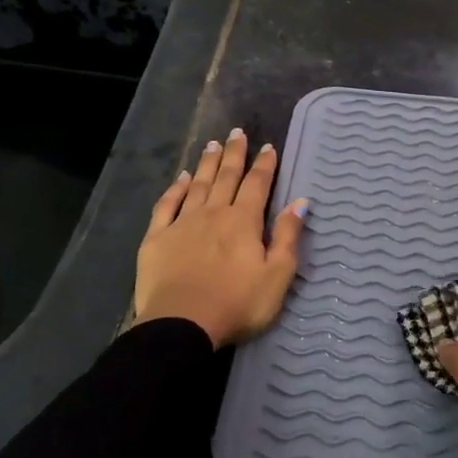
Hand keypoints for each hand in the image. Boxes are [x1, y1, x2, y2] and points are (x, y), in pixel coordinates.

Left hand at [134, 129, 305, 348]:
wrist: (182, 325)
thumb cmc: (237, 304)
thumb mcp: (277, 276)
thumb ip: (288, 237)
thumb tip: (300, 203)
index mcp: (244, 222)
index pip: (257, 185)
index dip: (265, 165)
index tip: (268, 147)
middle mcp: (213, 213)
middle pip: (226, 177)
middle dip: (234, 154)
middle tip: (237, 132)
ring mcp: (182, 223)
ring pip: (198, 185)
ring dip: (207, 164)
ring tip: (213, 144)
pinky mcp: (157, 238)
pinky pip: (167, 205)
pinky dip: (176, 188)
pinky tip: (181, 178)